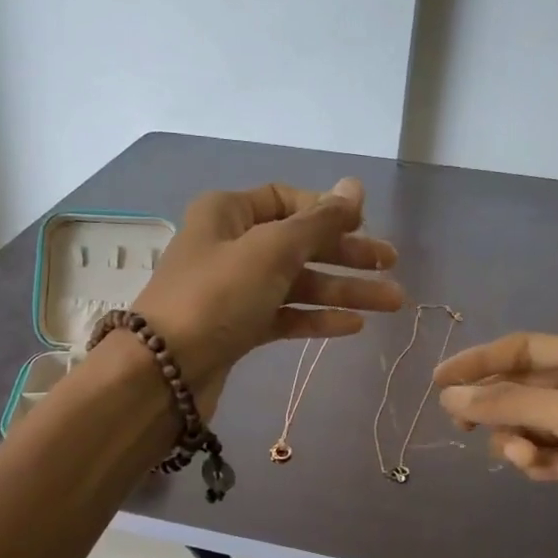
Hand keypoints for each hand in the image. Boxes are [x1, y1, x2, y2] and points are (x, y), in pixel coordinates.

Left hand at [131, 178, 403, 414]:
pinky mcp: (238, 327)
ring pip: (297, 283)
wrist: (164, 371)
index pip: (286, 199)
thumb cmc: (217, 296)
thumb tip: (354, 186)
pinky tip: (354, 326)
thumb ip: (319, 221)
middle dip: (347, 255)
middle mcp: (230, 245)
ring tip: (392, 302)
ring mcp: (234, 289)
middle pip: (299, 242)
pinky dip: (316, 318)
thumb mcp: (272, 250)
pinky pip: (284, 315)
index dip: (327, 211)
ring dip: (343, 291)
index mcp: (228, 212)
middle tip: (391, 266)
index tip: (365, 227)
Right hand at [434, 332, 557, 557]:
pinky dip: (545, 466)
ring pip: (526, 428)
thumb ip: (510, 403)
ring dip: (523, 446)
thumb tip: (450, 396)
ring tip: (540, 464)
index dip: (476, 362)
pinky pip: (544, 456)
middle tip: (463, 430)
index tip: (437, 382)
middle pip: (518, 390)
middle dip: (497, 412)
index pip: (519, 350)